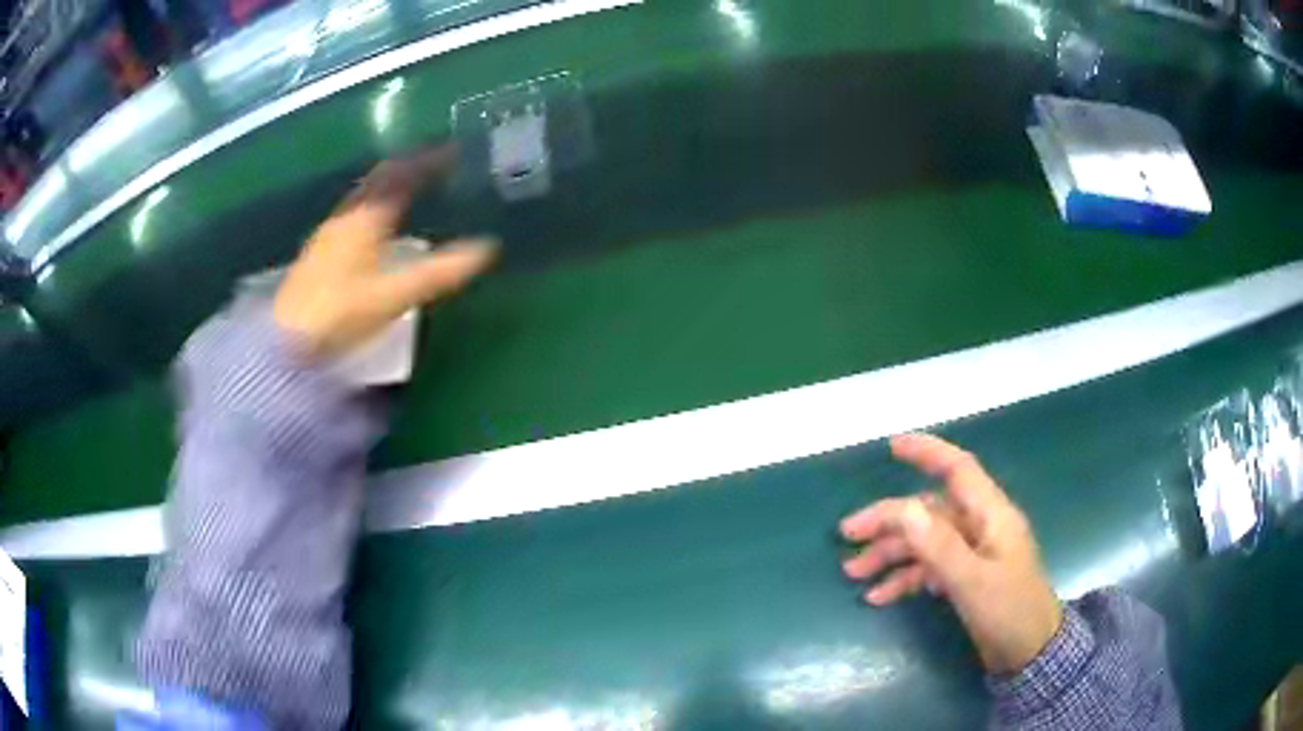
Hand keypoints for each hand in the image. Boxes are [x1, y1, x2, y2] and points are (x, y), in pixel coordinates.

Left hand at [274, 147, 496, 356]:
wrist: (288, 343)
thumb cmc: (342, 313)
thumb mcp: (396, 294)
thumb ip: (441, 271)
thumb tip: (488, 248)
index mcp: (366, 216)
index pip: (402, 173)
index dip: (430, 160)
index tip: (455, 150)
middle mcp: (346, 215)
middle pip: (380, 179)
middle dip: (410, 167)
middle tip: (437, 165)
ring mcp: (330, 232)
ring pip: (366, 196)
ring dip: (391, 186)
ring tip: (414, 189)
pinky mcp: (320, 252)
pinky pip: (356, 213)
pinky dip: (376, 206)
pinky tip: (380, 224)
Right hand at [840, 434, 1061, 673]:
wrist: (1029, 652)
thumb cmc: (1009, 611)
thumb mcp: (972, 581)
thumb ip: (939, 546)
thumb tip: (904, 507)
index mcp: (990, 515)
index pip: (958, 469)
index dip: (927, 452)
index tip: (891, 445)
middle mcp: (980, 527)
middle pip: (929, 510)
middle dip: (889, 521)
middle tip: (847, 536)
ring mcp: (973, 553)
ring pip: (925, 541)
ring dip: (890, 554)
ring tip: (854, 574)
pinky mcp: (966, 577)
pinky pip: (930, 568)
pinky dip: (905, 579)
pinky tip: (879, 596)